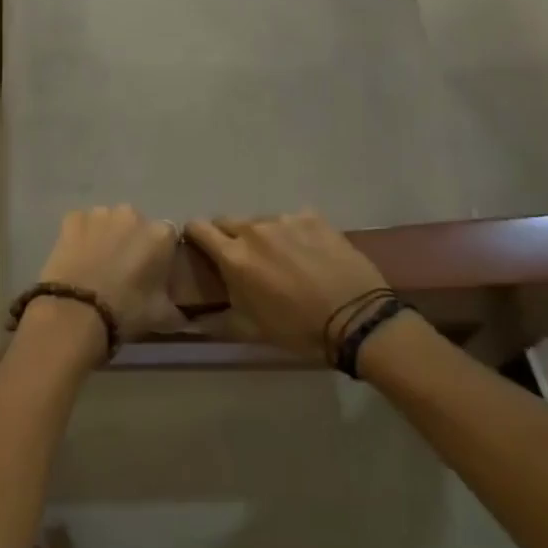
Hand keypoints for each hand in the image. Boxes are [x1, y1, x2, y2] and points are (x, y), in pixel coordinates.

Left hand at [35, 205, 180, 344]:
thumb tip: (182, 314)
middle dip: (132, 241)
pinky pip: (82, 224)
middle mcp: (132, 215)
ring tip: (98, 264)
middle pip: (136, 225)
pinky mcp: (72, 218)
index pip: (167, 238)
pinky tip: (77, 257)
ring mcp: (100, 213)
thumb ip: (177, 309)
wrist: (77, 310)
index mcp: (160, 234)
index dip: (160, 254)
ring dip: (106, 236)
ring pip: (108, 222)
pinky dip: (81, 236)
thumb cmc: (126, 310)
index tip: (152, 272)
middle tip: (123, 269)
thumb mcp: (162, 317)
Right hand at [184, 210, 393, 360]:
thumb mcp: (251, 330)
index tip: (201, 248)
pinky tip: (310, 253)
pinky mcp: (313, 217)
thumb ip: (216, 320)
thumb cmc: (298, 329)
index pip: (197, 227)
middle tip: (245, 260)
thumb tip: (189, 321)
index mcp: (233, 256)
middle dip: (228, 237)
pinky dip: (294, 233)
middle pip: (227, 221)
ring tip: (283, 259)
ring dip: (263, 236)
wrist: (357, 320)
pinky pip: (293, 220)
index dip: (194, 236)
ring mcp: (285, 220)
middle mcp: (254, 230)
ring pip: (261, 221)